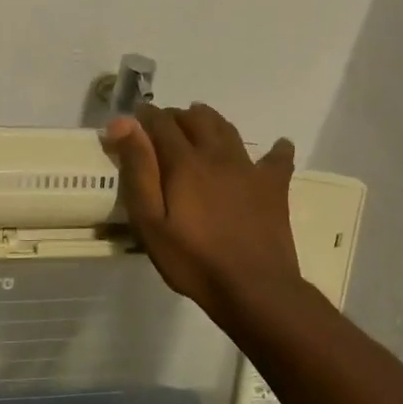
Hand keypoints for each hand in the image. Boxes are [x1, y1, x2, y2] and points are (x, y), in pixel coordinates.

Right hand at [103, 103, 302, 319]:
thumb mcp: (150, 221)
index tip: (133, 118)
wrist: (253, 287)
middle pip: (197, 120)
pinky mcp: (274, 188)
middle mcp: (217, 155)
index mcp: (185, 162)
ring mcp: (250, 169)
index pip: (161, 124)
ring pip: (228, 130)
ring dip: (211, 120)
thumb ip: (138, 169)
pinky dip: (276, 149)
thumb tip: (124, 123)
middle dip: (177, 116)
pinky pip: (277, 158)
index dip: (146, 116)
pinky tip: (278, 146)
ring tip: (200, 121)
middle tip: (164, 125)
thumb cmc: (192, 259)